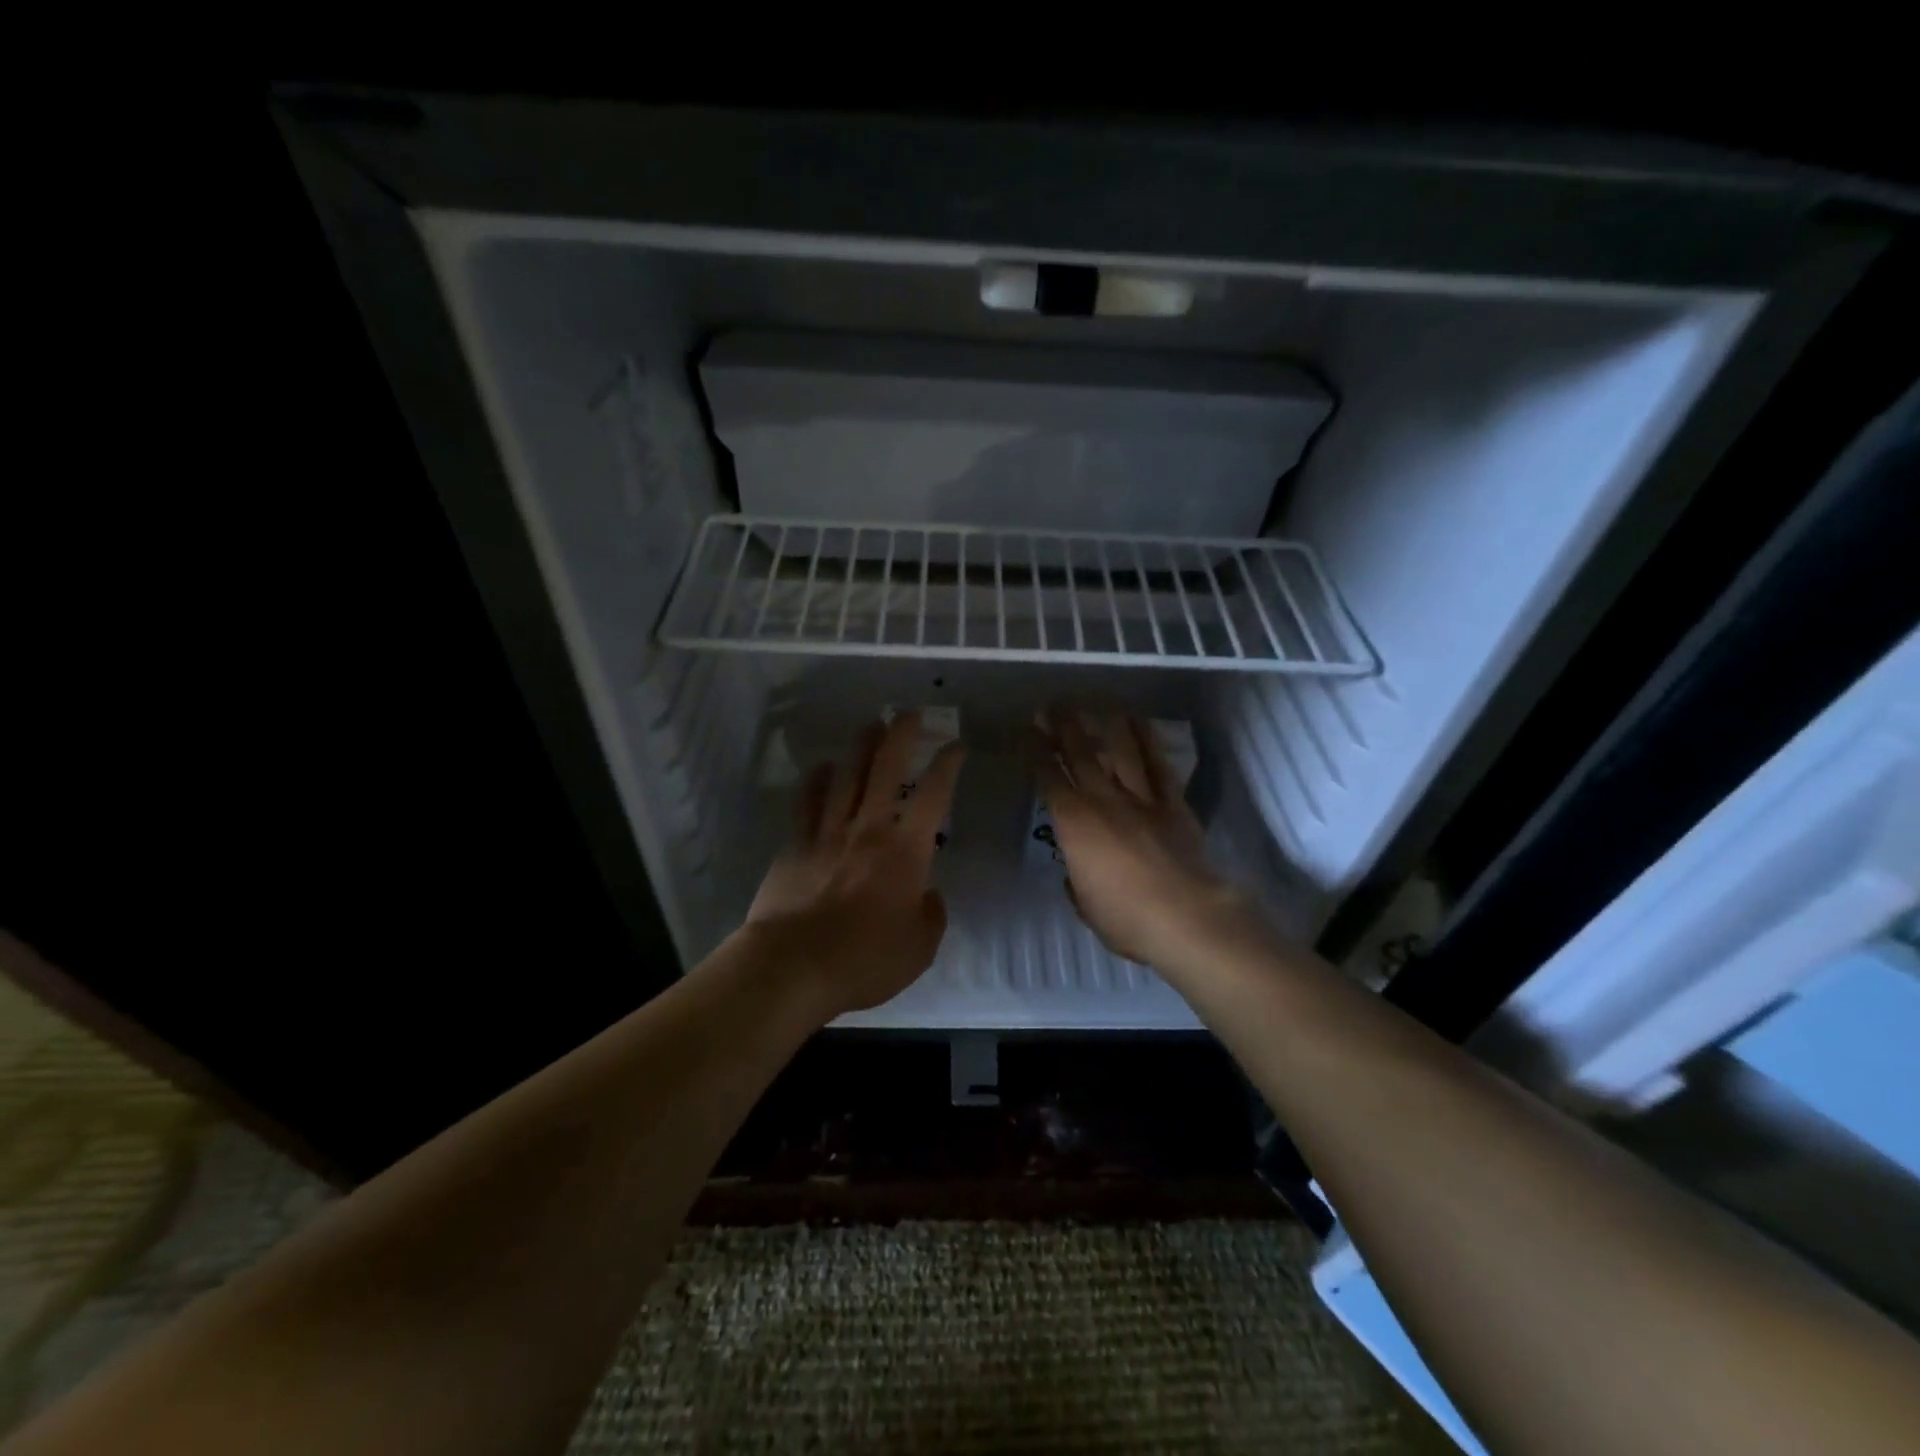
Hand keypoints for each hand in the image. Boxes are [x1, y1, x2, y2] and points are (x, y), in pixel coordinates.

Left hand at [744, 713, 964, 1019]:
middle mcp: (868, 829)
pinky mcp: (795, 845)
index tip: (956, 745)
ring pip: (846, 776)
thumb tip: (927, 894)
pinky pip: (807, 802)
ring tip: (870, 726)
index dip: (948, 766)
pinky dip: (816, 781)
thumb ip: (931, 914)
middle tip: (909, 713)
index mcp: (905, 851)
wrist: (792, 965)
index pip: (934, 795)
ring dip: (860, 747)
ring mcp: (828, 833)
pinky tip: (821, 768)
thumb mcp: (919, 947)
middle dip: (900, 736)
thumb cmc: (864, 959)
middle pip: (886, 769)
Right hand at [1030, 709, 1254, 972]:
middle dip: (1064, 727)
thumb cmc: (1125, 917)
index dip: (1035, 752)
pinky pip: (1159, 766)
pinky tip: (1140, 723)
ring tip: (1095, 702)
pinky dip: (1149, 742)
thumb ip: (1077, 880)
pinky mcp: (1174, 805)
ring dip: (1105, 724)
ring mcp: (1142, 799)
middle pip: (1080, 755)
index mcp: (1074, 823)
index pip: (1048, 778)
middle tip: (1053, 705)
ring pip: (1120, 752)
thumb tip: (1077, 872)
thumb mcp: (1085, 903)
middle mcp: (1104, 800)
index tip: (1026, 730)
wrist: (1185, 916)